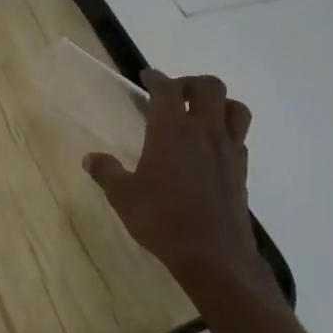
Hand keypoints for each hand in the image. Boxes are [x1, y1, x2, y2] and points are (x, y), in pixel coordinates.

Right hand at [85, 69, 279, 295]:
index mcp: (171, 130)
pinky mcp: (241, 170)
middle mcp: (204, 131)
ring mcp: (228, 150)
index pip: (166, 89)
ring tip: (198, 114)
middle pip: (208, 87)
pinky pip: (239, 137)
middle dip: (189, 83)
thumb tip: (90, 158)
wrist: (213, 254)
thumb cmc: (161, 219)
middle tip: (172, 93)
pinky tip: (209, 148)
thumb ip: (107, 172)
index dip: (156, 78)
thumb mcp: (123, 196)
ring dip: (217, 102)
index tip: (146, 77)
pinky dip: (225, 131)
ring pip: (234, 108)